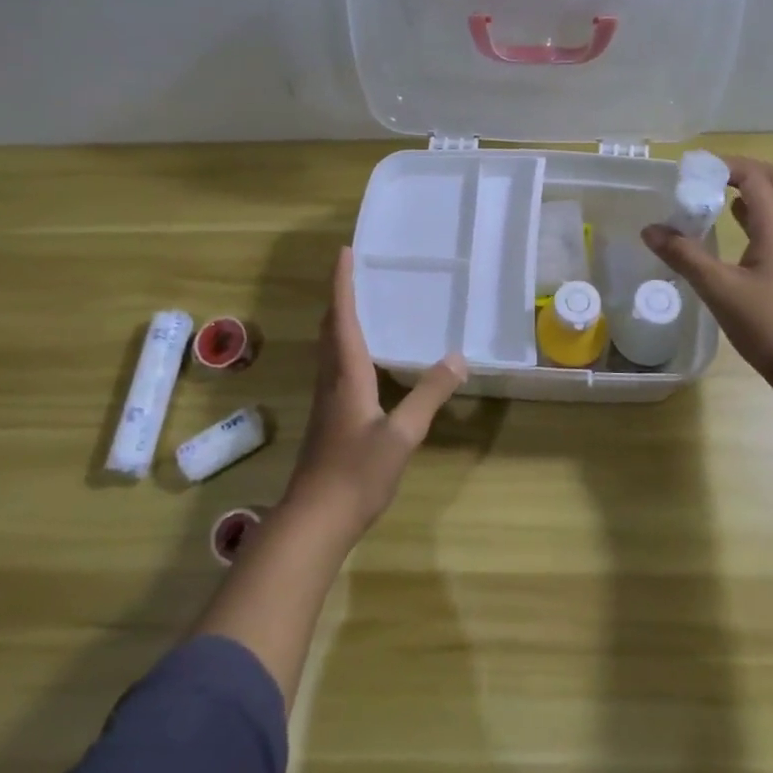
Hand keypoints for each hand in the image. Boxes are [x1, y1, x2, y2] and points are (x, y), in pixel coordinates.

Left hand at [283, 247, 467, 535]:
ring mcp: (327, 400)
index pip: (342, 318)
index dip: (342, 284)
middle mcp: (332, 379)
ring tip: (361, 304)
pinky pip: (336, 367)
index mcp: (346, 374)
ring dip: (340, 320)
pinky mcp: (329, 418)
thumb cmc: (356, 473)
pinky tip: (365, 360)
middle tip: (356, 272)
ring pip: (329, 347)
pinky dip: (346, 346)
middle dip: (339, 296)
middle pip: (330, 328)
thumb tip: (457, 358)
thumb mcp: (402, 435)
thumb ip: (429, 395)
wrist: (315, 520)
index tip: (344, 252)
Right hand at [642, 156, 772, 396]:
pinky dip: (751, 219)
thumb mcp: (719, 288)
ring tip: (711, 197)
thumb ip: (684, 255)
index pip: (755, 176)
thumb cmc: (769, 325)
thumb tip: (650, 229)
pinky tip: (728, 233)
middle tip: (706, 176)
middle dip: (742, 171)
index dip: (725, 165)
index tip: (692, 169)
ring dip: (748, 193)